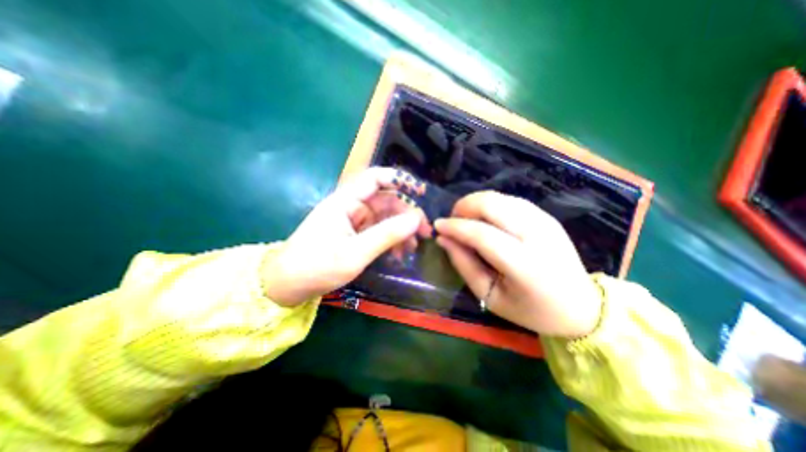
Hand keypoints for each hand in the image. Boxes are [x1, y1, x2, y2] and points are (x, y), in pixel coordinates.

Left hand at [263, 166, 427, 305]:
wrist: (287, 286)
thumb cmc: (317, 266)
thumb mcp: (355, 253)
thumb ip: (386, 234)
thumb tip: (416, 219)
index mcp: (345, 201)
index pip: (375, 178)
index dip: (399, 179)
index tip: (421, 192)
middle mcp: (351, 207)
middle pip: (386, 201)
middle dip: (407, 214)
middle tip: (425, 232)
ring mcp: (354, 222)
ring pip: (385, 218)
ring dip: (402, 230)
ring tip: (414, 248)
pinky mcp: (355, 236)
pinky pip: (379, 232)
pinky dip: (392, 241)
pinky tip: (400, 254)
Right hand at [438, 191, 600, 339]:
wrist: (581, 306)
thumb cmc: (531, 309)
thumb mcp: (491, 296)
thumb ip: (464, 265)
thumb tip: (443, 239)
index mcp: (524, 264)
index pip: (481, 234)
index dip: (455, 227)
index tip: (437, 226)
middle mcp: (537, 235)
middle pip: (492, 205)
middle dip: (464, 206)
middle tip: (453, 221)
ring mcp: (545, 221)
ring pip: (500, 198)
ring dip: (475, 203)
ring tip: (466, 220)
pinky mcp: (547, 216)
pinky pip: (510, 200)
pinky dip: (490, 204)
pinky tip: (485, 218)